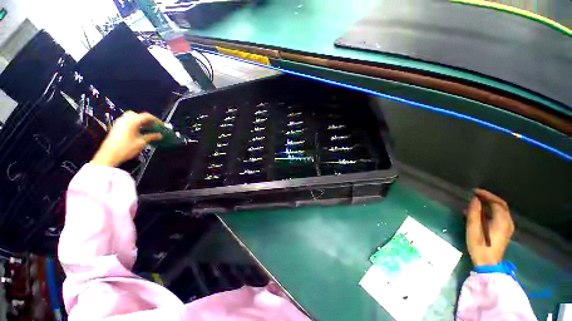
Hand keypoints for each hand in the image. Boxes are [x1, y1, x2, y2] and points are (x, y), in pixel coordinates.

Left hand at [91, 111, 161, 166]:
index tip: (162, 126)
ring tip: (148, 128)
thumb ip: (151, 137)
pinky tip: (139, 130)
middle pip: (139, 115)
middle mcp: (125, 119)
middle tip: (155, 126)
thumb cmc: (127, 148)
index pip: (147, 116)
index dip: (156, 120)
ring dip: (141, 121)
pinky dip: (135, 123)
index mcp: (132, 121)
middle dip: (148, 120)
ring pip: (132, 117)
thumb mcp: (141, 142)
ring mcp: (119, 122)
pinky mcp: (116, 127)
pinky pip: (128, 121)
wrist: (109, 155)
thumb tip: (160, 135)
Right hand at [465, 189, 514, 265]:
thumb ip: (474, 212)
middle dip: (488, 198)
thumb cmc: (479, 245)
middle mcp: (508, 222)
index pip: (497, 202)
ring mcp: (507, 227)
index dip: (486, 195)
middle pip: (501, 205)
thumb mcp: (473, 228)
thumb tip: (475, 199)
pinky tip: (480, 213)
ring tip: (475, 203)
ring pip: (500, 210)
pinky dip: (490, 211)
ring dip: (489, 204)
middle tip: (475, 195)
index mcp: (502, 221)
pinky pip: (499, 216)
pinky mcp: (504, 231)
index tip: (474, 191)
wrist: (488, 263)